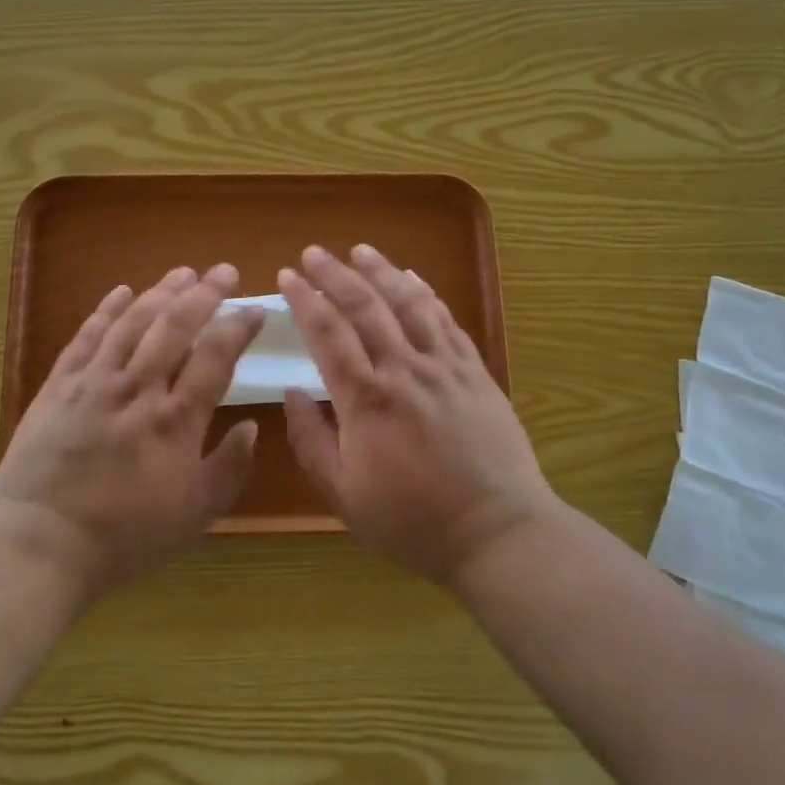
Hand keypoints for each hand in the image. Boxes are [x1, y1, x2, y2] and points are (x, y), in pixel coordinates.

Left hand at [0, 264, 265, 599]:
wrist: (40, 544)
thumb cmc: (124, 537)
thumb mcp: (194, 516)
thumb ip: (228, 469)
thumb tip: (252, 428)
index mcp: (176, 419)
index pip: (215, 357)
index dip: (237, 328)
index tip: (254, 310)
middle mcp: (138, 388)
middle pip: (175, 326)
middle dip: (204, 294)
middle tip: (224, 271)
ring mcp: (94, 382)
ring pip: (132, 322)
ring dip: (160, 292)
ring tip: (182, 273)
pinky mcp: (59, 386)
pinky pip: (86, 337)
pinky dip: (105, 310)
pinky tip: (121, 292)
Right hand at [280, 245, 559, 585]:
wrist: (498, 533)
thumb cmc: (413, 521)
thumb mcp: (344, 495)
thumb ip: (311, 441)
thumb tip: (293, 392)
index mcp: (366, 399)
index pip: (327, 333)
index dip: (305, 299)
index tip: (287, 276)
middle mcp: (404, 370)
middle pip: (365, 306)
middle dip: (335, 274)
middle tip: (314, 253)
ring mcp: (445, 367)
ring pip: (408, 303)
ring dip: (381, 271)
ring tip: (360, 250)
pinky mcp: (475, 372)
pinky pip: (447, 320)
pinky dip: (426, 293)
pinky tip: (413, 278)